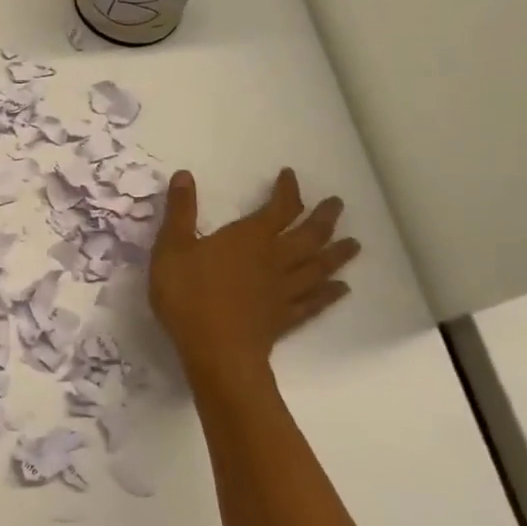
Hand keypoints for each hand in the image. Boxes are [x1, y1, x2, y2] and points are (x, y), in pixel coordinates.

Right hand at [149, 167, 360, 385]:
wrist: (215, 350)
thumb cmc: (189, 294)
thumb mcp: (172, 247)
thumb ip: (181, 211)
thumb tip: (184, 174)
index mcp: (249, 238)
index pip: (278, 208)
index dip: (287, 191)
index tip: (290, 175)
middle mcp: (274, 259)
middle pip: (308, 235)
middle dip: (323, 218)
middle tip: (338, 204)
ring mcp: (283, 291)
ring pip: (317, 267)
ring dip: (336, 254)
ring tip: (354, 244)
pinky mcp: (284, 318)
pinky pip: (313, 302)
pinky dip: (329, 294)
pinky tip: (341, 289)